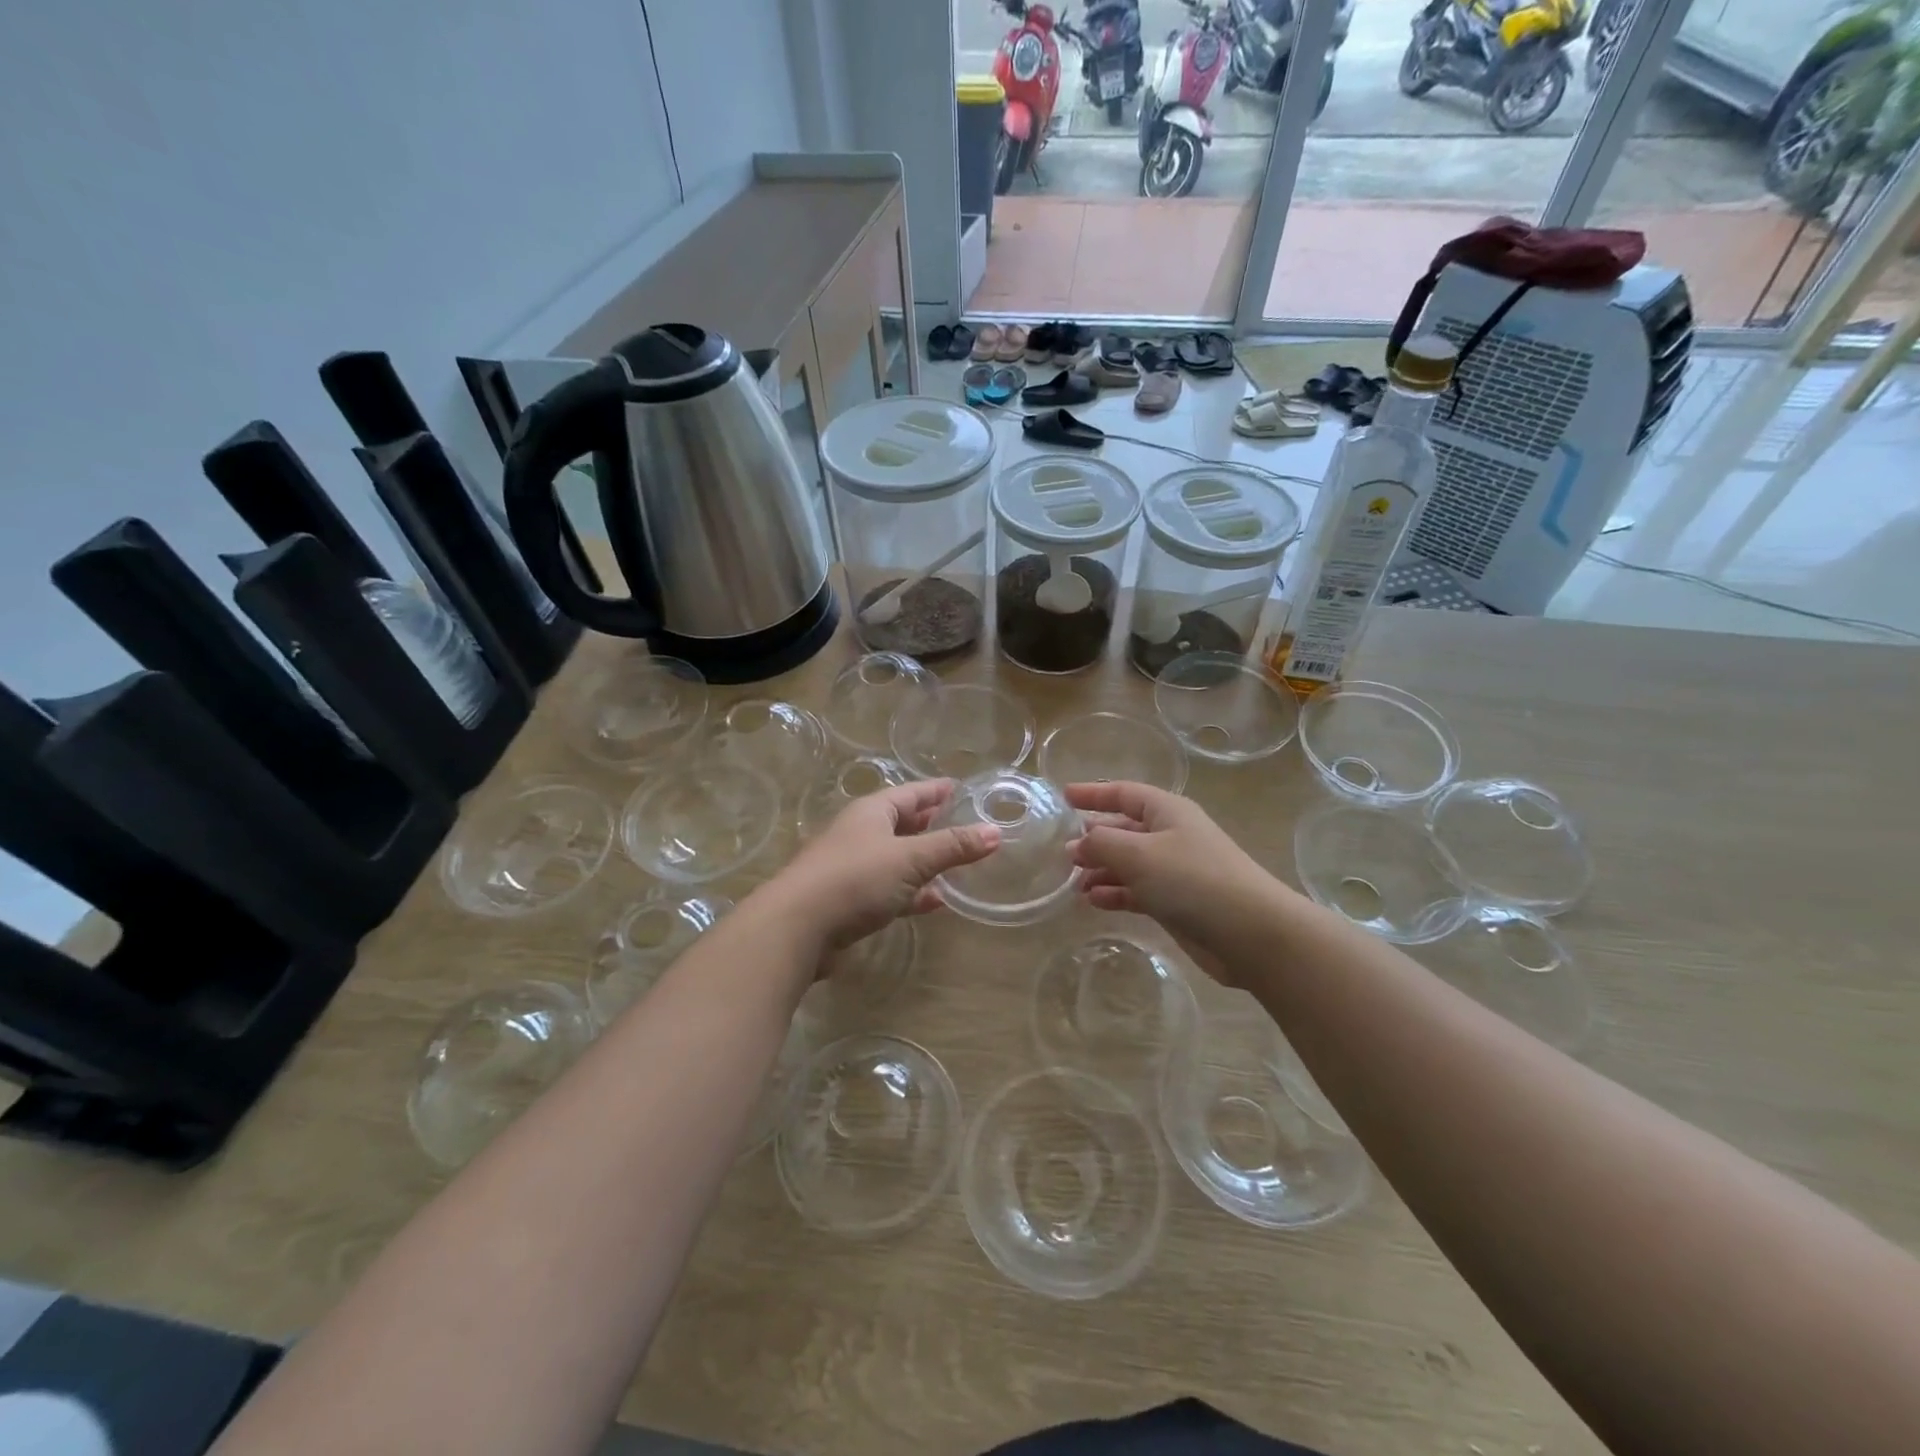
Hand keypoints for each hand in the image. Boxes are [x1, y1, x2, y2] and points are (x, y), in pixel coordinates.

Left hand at [767, 779, 1000, 952]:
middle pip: (901, 823)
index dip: (935, 790)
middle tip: (959, 822)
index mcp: (871, 813)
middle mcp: (859, 834)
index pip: (910, 793)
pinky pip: (889, 890)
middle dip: (929, 823)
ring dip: (923, 861)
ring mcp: (851, 869)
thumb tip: (995, 832)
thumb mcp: (910, 859)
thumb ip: (952, 847)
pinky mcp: (848, 902)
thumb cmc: (855, 879)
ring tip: (954, 863)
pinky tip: (934, 901)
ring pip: (896, 858)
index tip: (958, 787)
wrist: (796, 928)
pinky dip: (911, 892)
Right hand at [1067, 781, 1291, 982]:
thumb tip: (1077, 843)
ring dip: (1103, 870)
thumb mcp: (1138, 854)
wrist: (1250, 932)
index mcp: (1167, 811)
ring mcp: (1176, 870)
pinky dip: (1116, 893)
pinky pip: (1139, 890)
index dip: (1094, 793)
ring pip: (1130, 863)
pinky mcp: (1178, 902)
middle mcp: (1172, 835)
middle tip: (1065, 852)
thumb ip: (1101, 843)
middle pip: (1126, 829)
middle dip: (1095, 838)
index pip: (1124, 793)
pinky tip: (1095, 901)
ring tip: (1075, 882)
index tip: (1064, 796)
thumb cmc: (1192, 879)